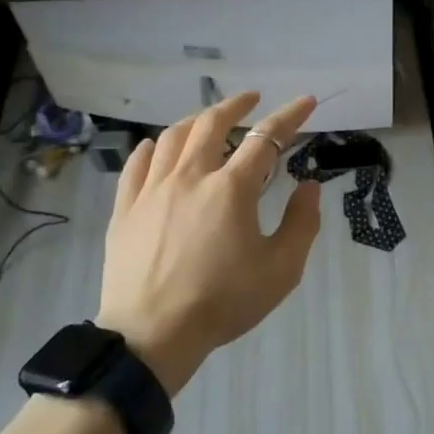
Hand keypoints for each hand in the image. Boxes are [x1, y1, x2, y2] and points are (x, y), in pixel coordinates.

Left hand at [96, 92, 321, 395]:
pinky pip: (137, 163)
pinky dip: (152, 147)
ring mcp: (152, 190)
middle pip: (212, 123)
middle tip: (252, 99)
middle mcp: (190, 176)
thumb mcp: (281, 270)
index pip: (266, 138)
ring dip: (195, 120)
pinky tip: (157, 147)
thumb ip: (302, 223)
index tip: (306, 101)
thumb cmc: (223, 302)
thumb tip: (308, 186)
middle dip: (236, 104)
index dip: (290, 115)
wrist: (152, 334)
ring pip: (172, 137)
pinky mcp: (125, 208)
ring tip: (208, 120)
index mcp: (231, 189)